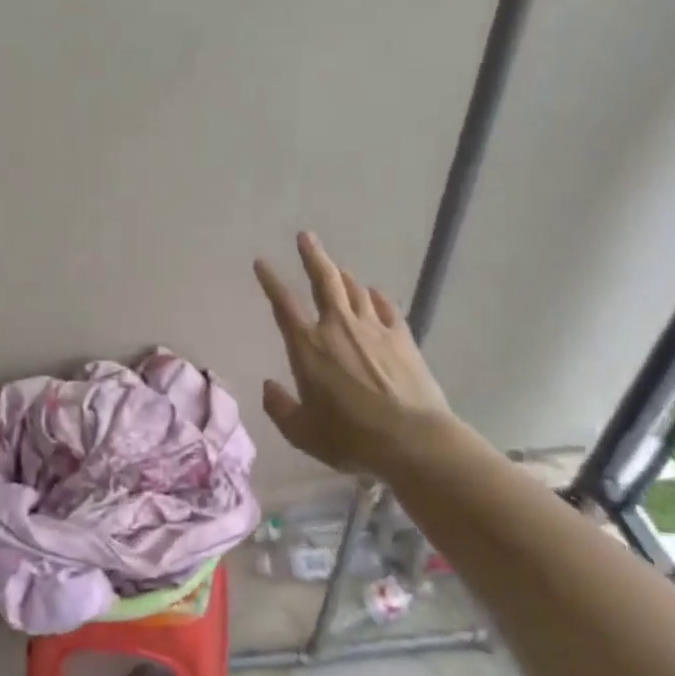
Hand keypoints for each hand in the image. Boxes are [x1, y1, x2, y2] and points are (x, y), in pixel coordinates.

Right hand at [253, 232, 455, 473]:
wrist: (412, 440)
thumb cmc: (350, 437)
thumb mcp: (302, 432)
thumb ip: (280, 407)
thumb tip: (269, 387)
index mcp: (308, 347)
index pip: (283, 304)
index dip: (270, 280)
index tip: (262, 262)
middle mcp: (339, 327)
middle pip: (324, 280)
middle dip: (312, 255)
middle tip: (306, 236)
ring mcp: (374, 329)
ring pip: (355, 290)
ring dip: (343, 276)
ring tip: (337, 269)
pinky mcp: (403, 338)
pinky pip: (387, 308)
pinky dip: (377, 298)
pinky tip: (375, 295)